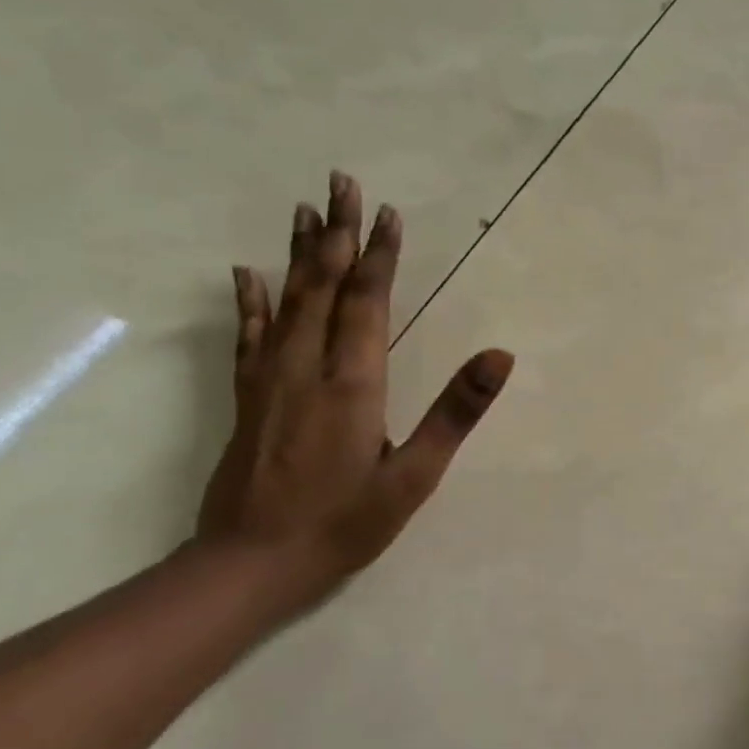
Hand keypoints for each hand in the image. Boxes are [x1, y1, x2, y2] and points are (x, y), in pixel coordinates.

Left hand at [195, 172, 512, 611]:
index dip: (379, 255)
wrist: (249, 566)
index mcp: (351, 383)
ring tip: (303, 209)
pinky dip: (251, 300)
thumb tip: (500, 356)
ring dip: (297, 252)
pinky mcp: (248, 399)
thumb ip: (455, 413)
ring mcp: (269, 381)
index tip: (386, 212)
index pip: (368, 302)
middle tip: (340, 182)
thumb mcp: (414, 477)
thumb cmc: (343, 525)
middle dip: (335, 233)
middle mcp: (305, 368)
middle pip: (322, 286)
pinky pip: (250, 336)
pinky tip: (248, 273)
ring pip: (286, 301)